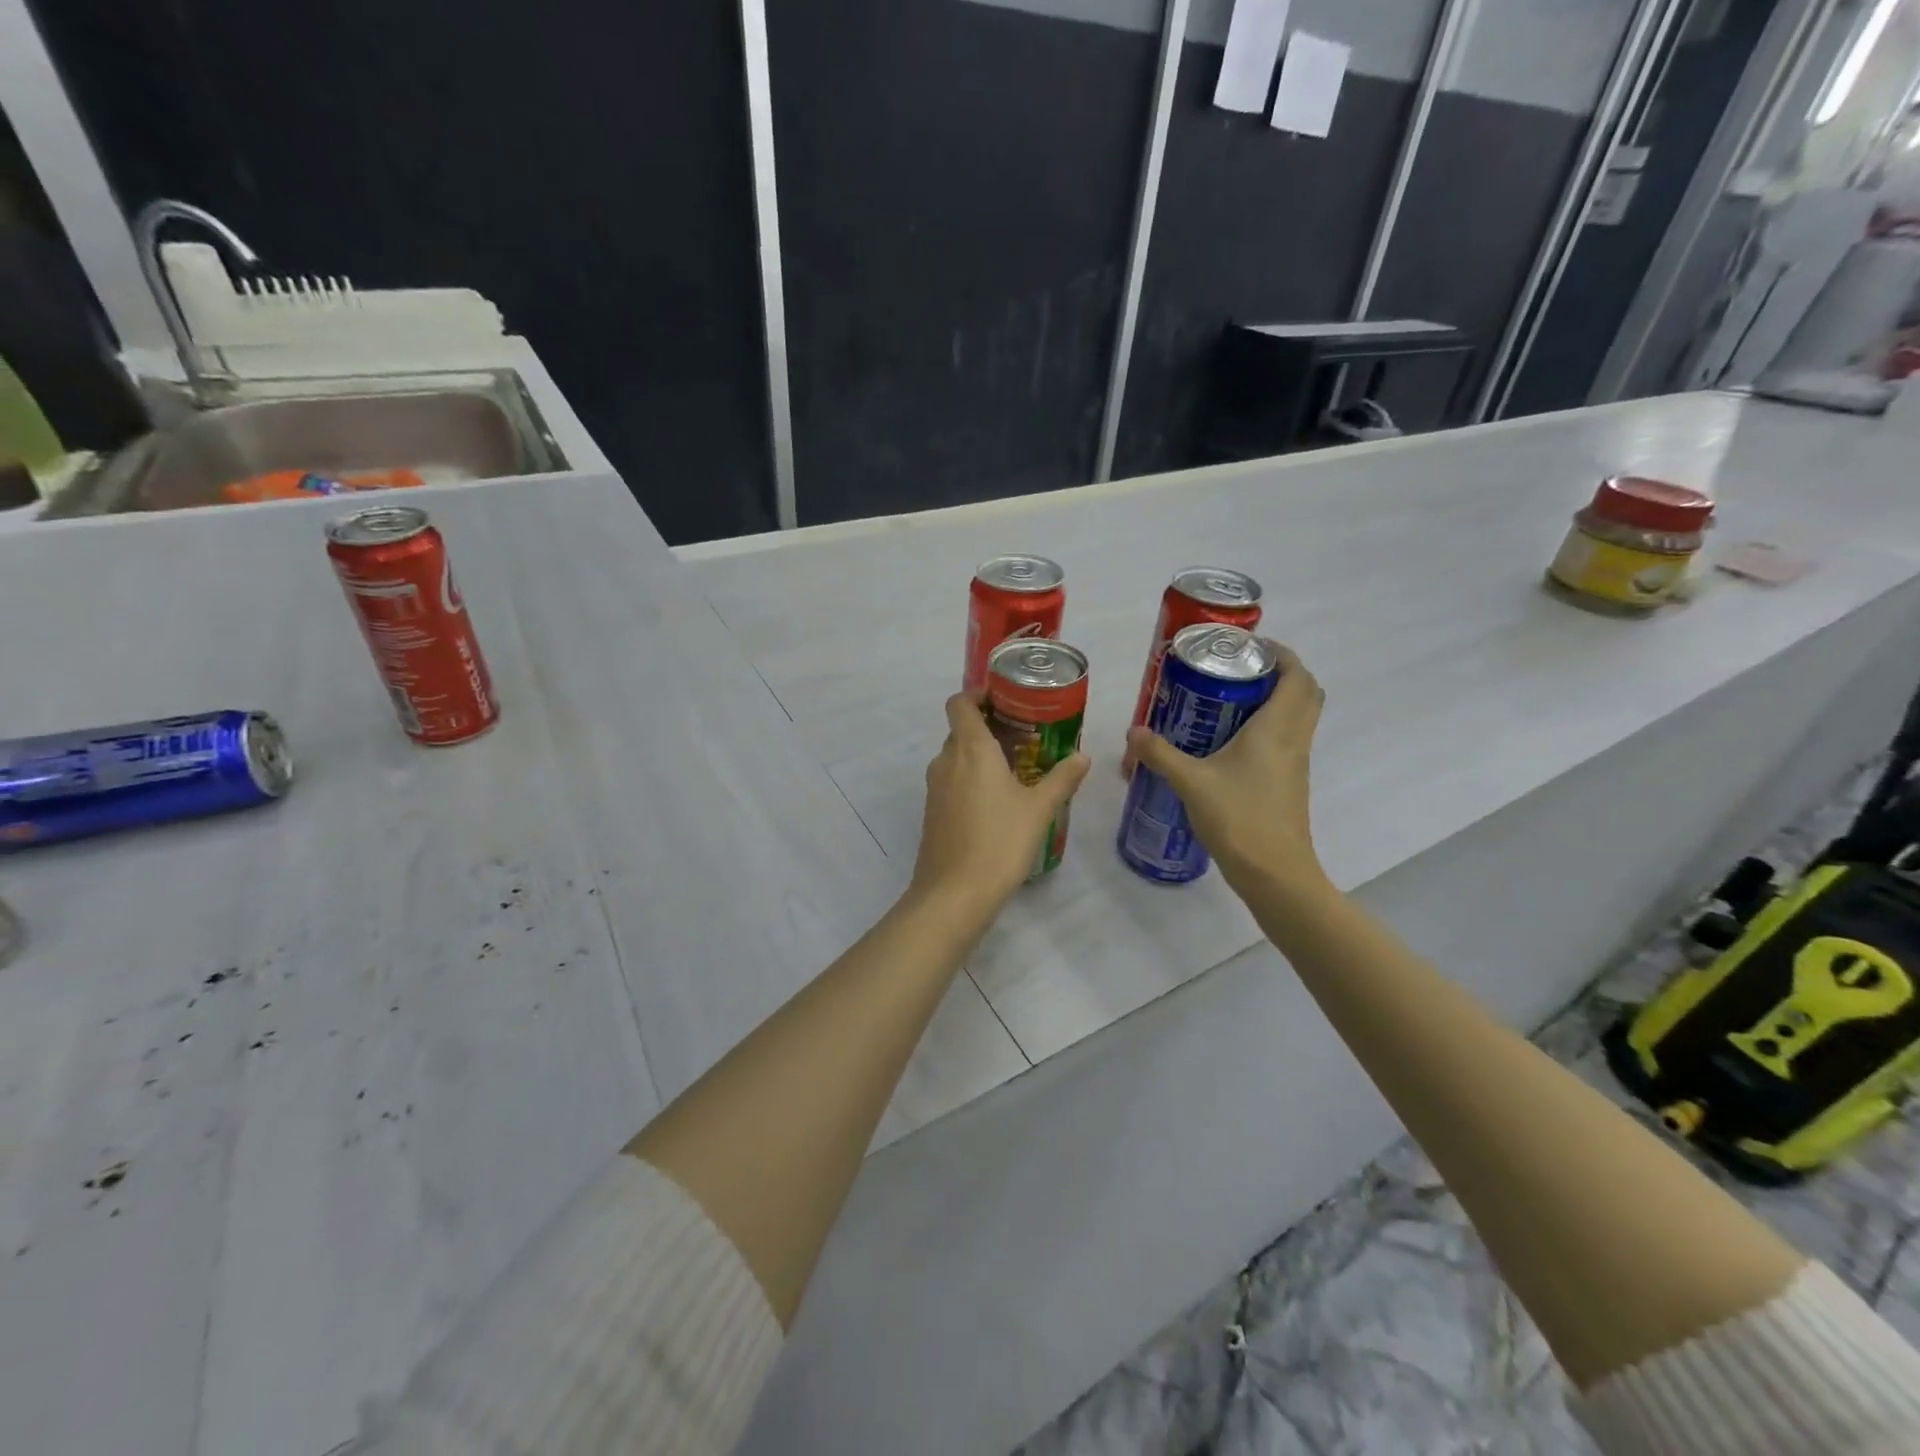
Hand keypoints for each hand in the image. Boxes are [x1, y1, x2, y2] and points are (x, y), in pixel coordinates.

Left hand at [911, 692, 1091, 919]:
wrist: (954, 894)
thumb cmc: (1000, 842)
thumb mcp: (1039, 809)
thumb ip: (1062, 779)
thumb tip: (1083, 757)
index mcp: (970, 749)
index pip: (959, 703)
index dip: (977, 694)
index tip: (1004, 698)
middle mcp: (946, 760)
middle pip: (961, 729)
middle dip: (988, 726)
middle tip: (1024, 735)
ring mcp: (935, 788)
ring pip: (956, 756)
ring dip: (981, 755)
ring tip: (1017, 767)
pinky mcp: (932, 812)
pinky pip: (952, 781)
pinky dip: (971, 778)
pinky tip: (998, 800)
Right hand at [1125, 645, 1326, 896]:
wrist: (1274, 874)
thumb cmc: (1239, 819)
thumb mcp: (1191, 783)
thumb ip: (1160, 754)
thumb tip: (1134, 732)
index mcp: (1276, 729)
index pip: (1297, 677)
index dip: (1281, 654)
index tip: (1250, 646)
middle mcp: (1293, 740)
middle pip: (1304, 693)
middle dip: (1279, 673)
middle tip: (1238, 671)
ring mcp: (1295, 764)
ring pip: (1298, 718)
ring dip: (1274, 701)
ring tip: (1230, 700)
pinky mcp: (1289, 784)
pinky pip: (1286, 741)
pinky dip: (1268, 729)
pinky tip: (1230, 743)